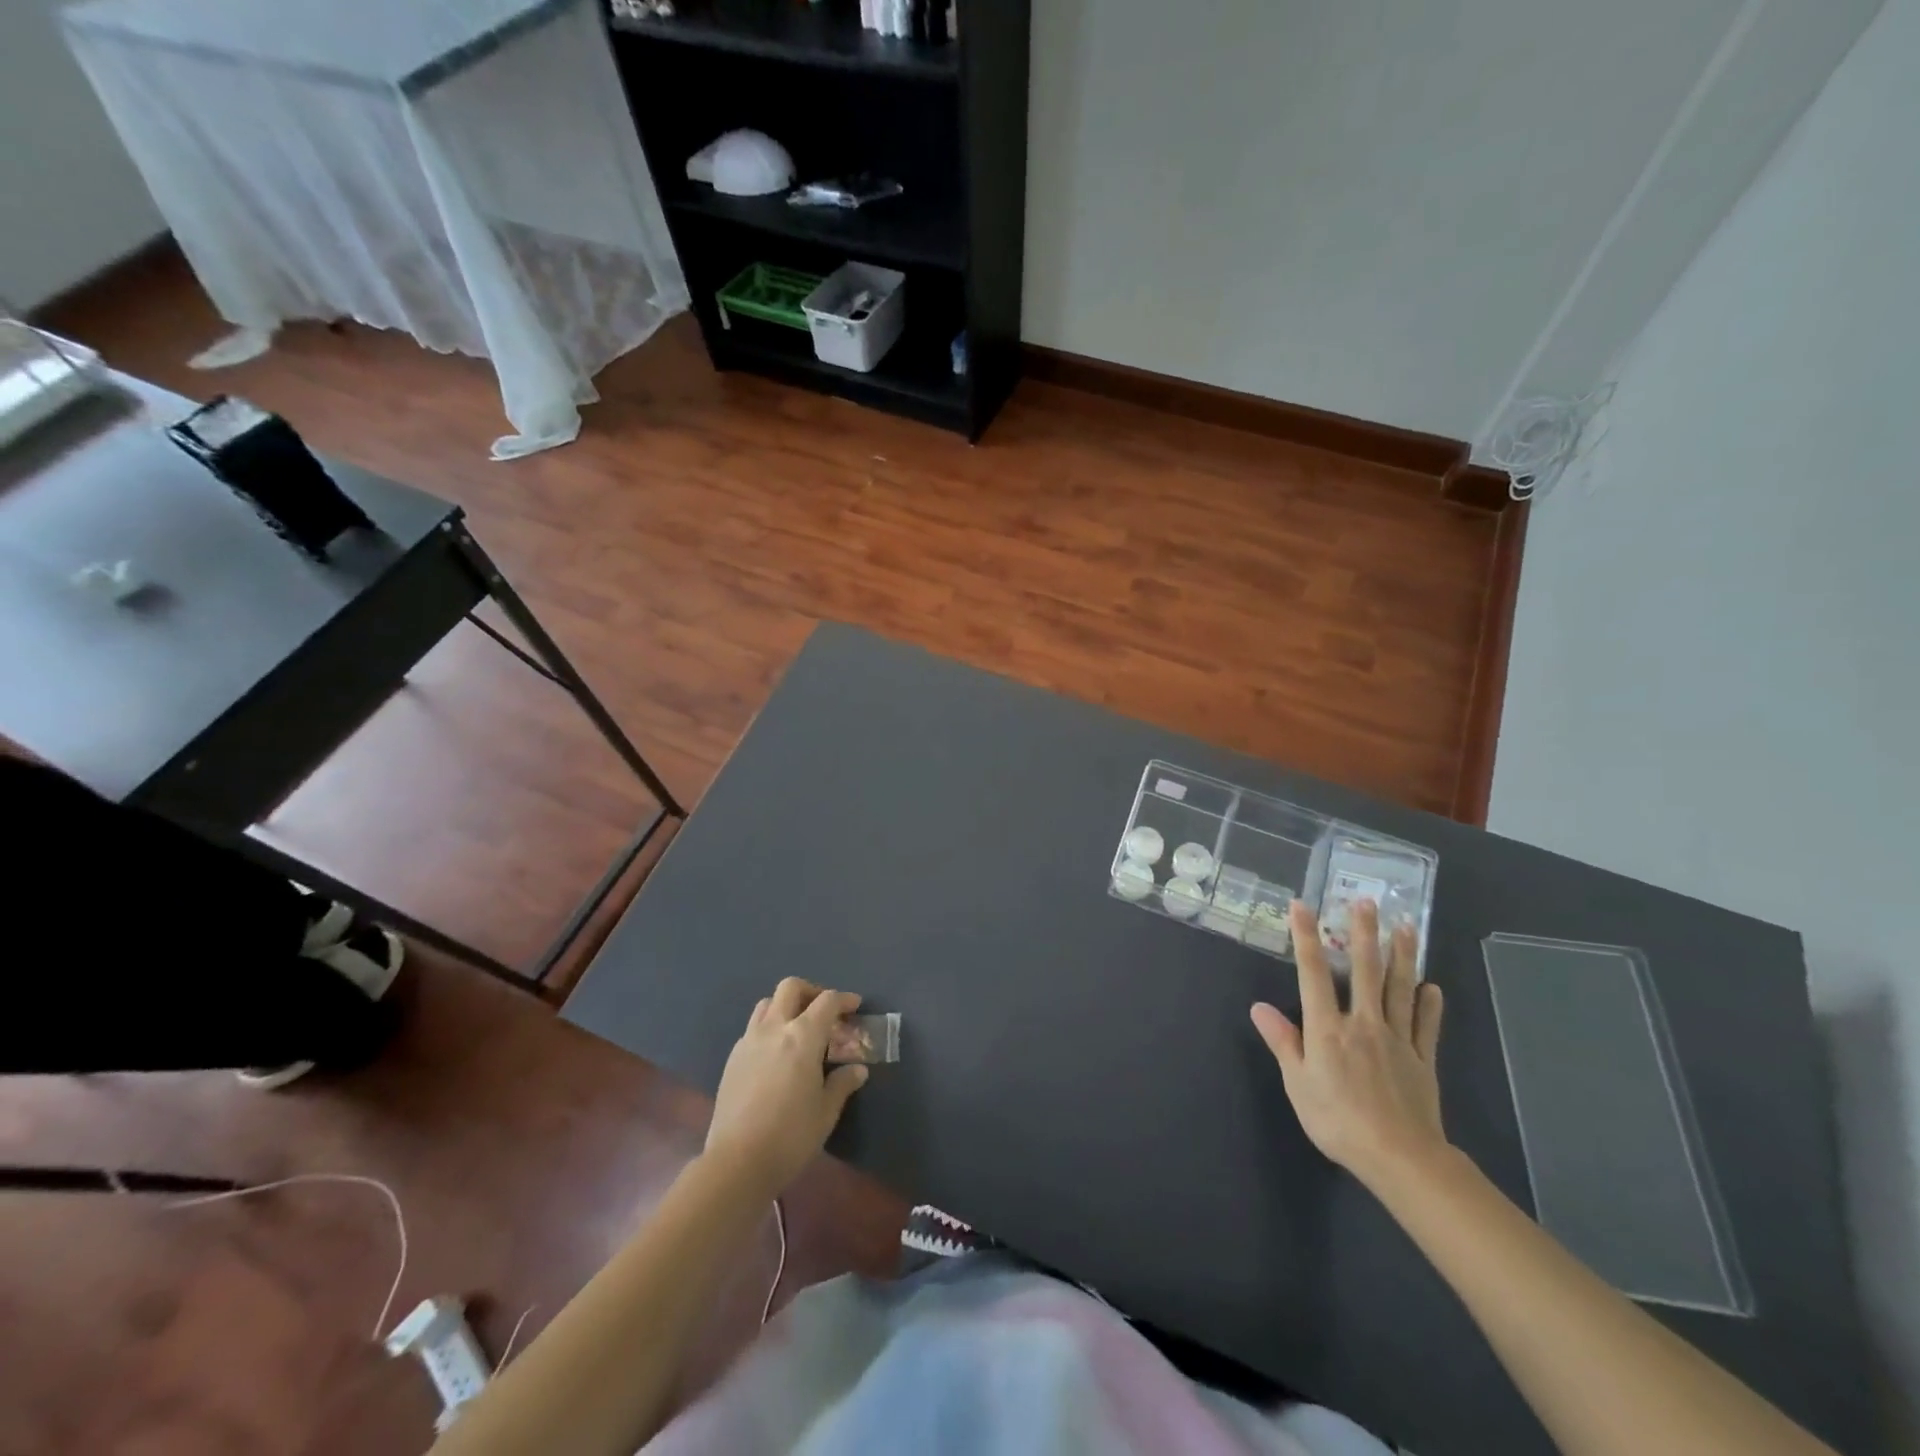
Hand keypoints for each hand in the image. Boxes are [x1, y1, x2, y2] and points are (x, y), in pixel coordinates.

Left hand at [705, 978, 868, 1198]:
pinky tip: (776, 1055)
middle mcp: (774, 1029)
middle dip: (811, 991)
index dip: (844, 999)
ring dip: (785, 1006)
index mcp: (803, 1036)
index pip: (827, 1001)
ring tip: (798, 1029)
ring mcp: (749, 1041)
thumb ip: (842, 1083)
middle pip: (791, 988)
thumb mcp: (826, 1112)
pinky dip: (769, 1028)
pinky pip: (753, 1028)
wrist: (737, 1162)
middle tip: (824, 1011)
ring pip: (767, 1004)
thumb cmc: (791, 1135)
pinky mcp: (732, 1059)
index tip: (854, 1006)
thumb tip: (858, 1070)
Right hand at [1250, 899, 1446, 1192]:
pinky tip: (1432, 987)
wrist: (1400, 1158)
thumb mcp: (1299, 1084)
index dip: (1306, 937)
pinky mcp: (1421, 1058)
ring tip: (1406, 926)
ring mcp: (1397, 1038)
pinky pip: (1426, 1025)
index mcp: (1328, 1028)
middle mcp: (1363, 1023)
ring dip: (1402, 955)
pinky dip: (1429, 1004)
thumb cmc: (1338, 1121)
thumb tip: (1259, 1007)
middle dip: (1363, 932)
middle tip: (1368, 901)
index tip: (1303, 905)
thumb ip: (1283, 1042)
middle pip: (1363, 970)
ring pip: (1399, 988)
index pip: (1312, 973)